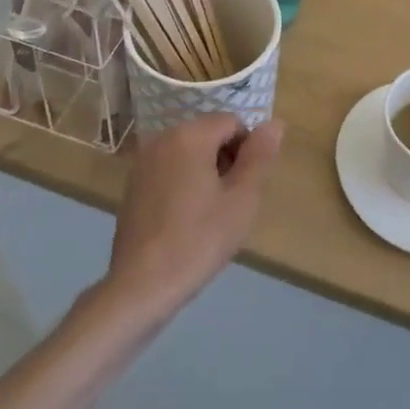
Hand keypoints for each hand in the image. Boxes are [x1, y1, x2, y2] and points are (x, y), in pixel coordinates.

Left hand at [106, 114, 283, 315]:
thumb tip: (276, 123)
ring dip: (206, 172)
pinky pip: (170, 169)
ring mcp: (144, 161)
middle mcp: (163, 138)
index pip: (233, 122)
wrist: (141, 285)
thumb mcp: (242, 199)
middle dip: (226, 160)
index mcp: (190, 135)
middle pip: (209, 134)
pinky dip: (184, 182)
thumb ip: (260, 156)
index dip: (248, 151)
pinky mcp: (133, 183)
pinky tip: (185, 219)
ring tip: (209, 214)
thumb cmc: (198, 240)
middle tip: (230, 202)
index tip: (246, 186)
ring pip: (189, 152)